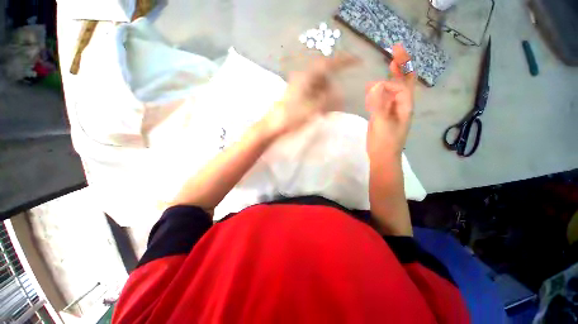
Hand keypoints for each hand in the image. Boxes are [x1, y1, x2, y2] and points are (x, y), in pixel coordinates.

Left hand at [262, 54, 357, 137]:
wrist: (273, 126)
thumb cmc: (291, 117)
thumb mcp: (313, 109)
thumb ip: (329, 100)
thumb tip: (341, 94)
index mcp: (306, 77)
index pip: (328, 63)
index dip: (343, 61)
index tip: (357, 61)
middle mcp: (302, 78)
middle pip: (324, 78)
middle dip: (332, 89)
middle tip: (336, 103)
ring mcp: (299, 87)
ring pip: (319, 87)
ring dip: (326, 97)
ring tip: (325, 112)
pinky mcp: (297, 95)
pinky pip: (313, 94)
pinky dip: (319, 101)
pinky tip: (319, 112)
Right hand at [366, 44, 415, 161]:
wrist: (382, 155)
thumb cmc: (385, 141)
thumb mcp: (382, 123)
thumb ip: (378, 105)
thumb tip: (374, 86)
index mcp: (405, 105)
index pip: (402, 85)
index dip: (394, 76)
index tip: (383, 72)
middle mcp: (400, 104)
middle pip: (402, 82)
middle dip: (400, 66)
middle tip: (396, 49)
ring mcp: (391, 109)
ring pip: (392, 89)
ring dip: (388, 78)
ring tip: (386, 66)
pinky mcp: (382, 115)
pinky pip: (382, 99)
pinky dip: (378, 92)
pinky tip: (371, 91)